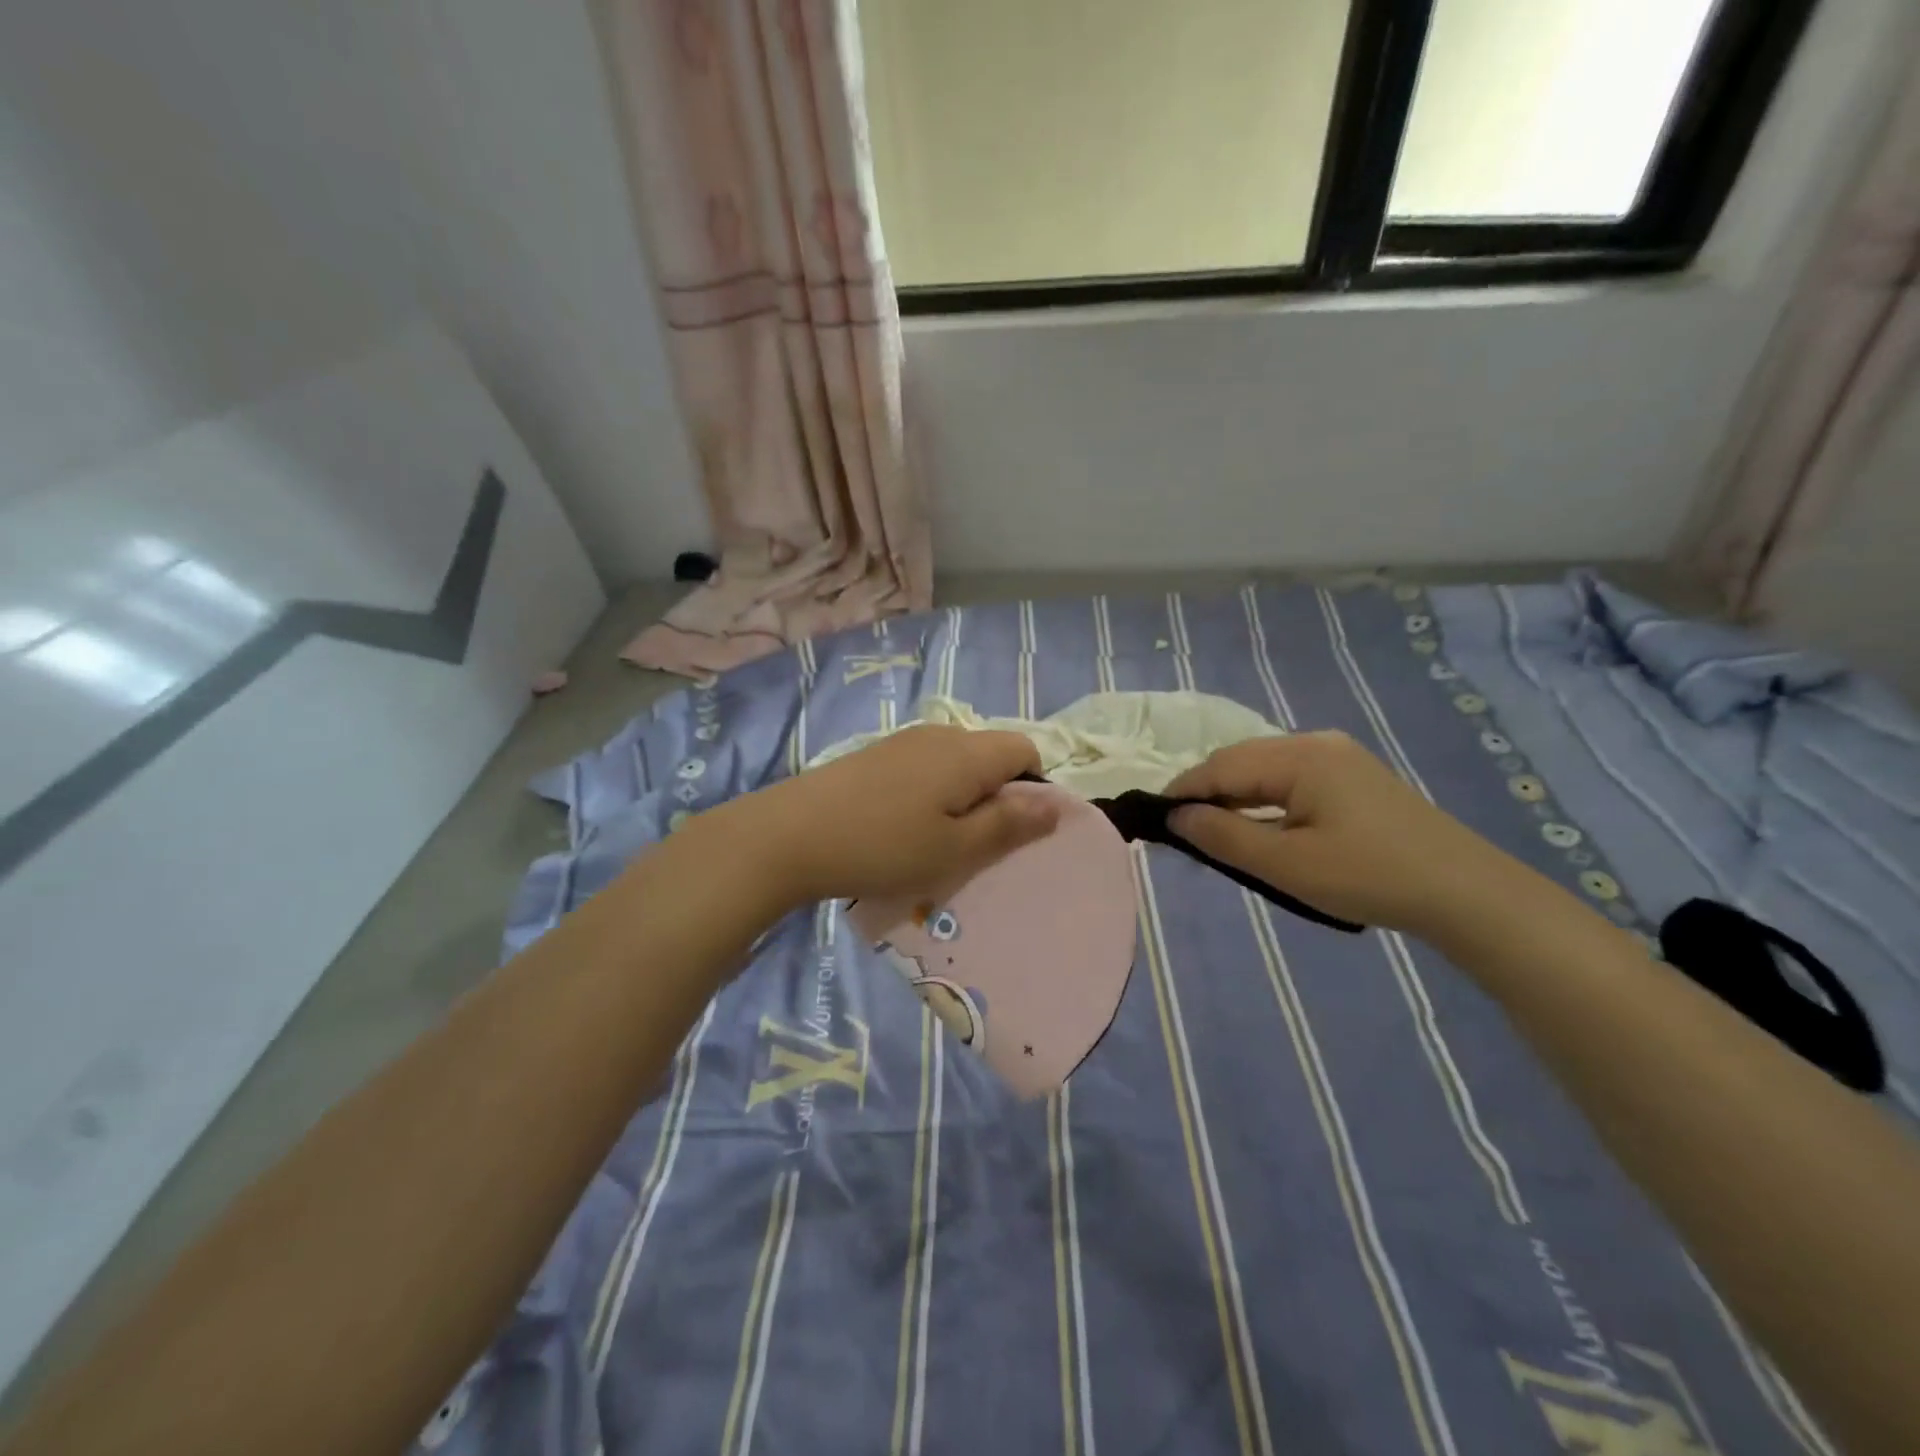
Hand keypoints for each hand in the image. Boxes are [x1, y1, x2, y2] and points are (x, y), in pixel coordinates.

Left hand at [713, 725, 1058, 907]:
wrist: (788, 835)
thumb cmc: (883, 846)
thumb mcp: (955, 848)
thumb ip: (1010, 824)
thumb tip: (1058, 804)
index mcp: (967, 751)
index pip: (1026, 749)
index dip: (1033, 788)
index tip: (1011, 832)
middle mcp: (940, 734)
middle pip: (991, 755)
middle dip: (996, 797)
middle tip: (973, 846)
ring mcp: (903, 742)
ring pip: (957, 764)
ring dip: (962, 799)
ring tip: (935, 842)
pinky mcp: (876, 755)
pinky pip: (925, 769)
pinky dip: (931, 796)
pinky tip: (902, 828)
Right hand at [1164, 731, 1525, 936]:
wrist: (1466, 893)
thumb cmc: (1368, 876)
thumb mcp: (1286, 864)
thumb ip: (1223, 836)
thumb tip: (1176, 816)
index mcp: (1299, 756)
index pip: (1220, 766)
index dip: (1182, 790)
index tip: (1152, 817)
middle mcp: (1316, 743)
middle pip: (1241, 759)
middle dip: (1206, 791)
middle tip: (1181, 829)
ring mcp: (1339, 757)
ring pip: (1265, 767)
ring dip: (1235, 794)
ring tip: (1214, 830)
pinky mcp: (1354, 776)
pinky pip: (1290, 777)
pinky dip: (1264, 798)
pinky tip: (1260, 824)